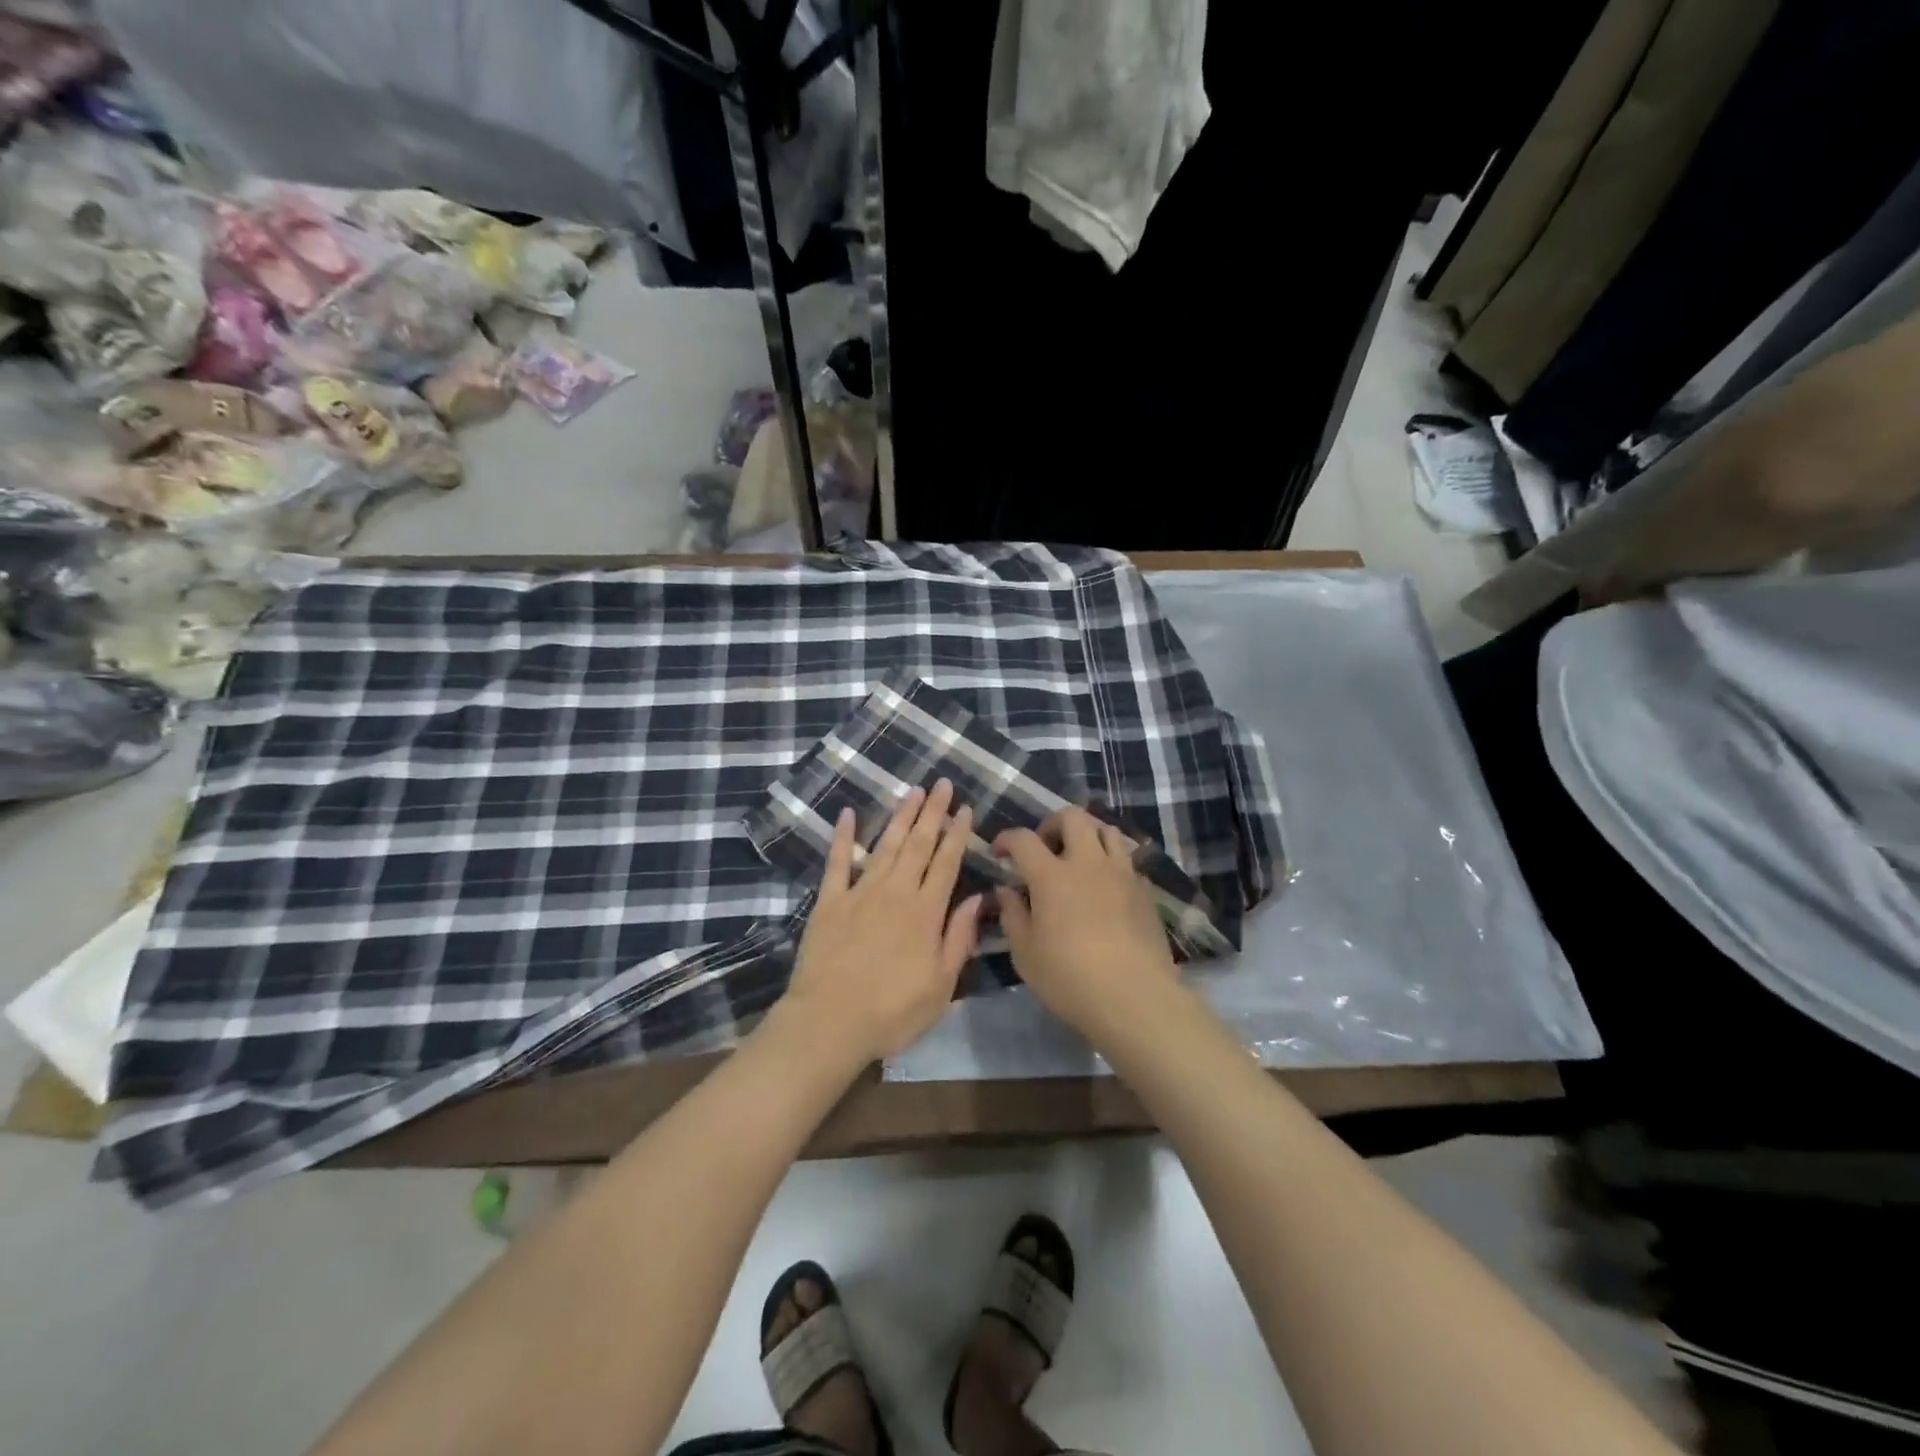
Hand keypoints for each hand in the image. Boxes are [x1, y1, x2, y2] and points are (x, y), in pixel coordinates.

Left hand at [777, 779, 983, 1064]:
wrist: (829, 1022)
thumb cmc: (892, 1012)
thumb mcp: (941, 986)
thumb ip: (959, 938)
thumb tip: (978, 899)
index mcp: (926, 912)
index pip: (947, 863)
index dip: (958, 834)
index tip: (966, 809)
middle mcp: (896, 892)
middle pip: (918, 844)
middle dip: (933, 813)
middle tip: (942, 784)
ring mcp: (860, 893)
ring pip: (885, 845)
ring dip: (901, 816)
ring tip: (913, 791)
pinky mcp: (829, 901)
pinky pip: (838, 862)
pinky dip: (843, 837)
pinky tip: (847, 814)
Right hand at [994, 807, 1178, 1040]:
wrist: (1136, 999)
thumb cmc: (1070, 979)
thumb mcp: (1025, 953)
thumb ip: (1012, 914)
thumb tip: (1006, 889)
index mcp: (1052, 876)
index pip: (1024, 839)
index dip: (1006, 839)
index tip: (999, 853)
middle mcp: (1088, 863)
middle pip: (1073, 817)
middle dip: (1052, 825)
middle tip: (1044, 850)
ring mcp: (1122, 873)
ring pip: (1106, 830)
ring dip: (1087, 837)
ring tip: (1077, 862)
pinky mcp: (1144, 890)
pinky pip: (1126, 860)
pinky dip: (1111, 864)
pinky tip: (1105, 889)